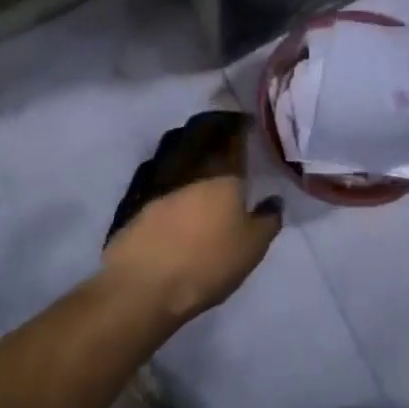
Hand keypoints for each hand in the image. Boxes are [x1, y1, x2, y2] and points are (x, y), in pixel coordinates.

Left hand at [100, 111, 282, 322]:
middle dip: (213, 126)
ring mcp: (157, 181)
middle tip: (224, 127)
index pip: (233, 137)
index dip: (241, 126)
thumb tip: (273, 200)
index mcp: (222, 174)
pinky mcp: (135, 200)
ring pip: (174, 148)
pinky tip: (171, 176)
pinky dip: (167, 167)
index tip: (247, 122)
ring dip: (187, 141)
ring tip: (198, 148)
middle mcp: (189, 168)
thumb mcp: (252, 248)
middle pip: (200, 135)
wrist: (145, 284)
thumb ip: (267, 220)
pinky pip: (155, 170)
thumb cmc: (208, 263)